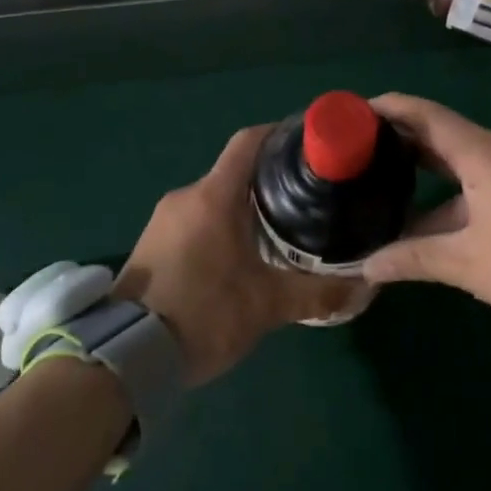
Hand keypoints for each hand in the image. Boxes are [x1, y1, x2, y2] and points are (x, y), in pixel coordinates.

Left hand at [112, 125, 362, 385]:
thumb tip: (364, 286)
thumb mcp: (267, 306)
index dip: (281, 134)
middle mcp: (186, 197)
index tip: (311, 145)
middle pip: (235, 172)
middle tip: (310, 199)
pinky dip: (224, 226)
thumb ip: (317, 293)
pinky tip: (245, 255)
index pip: (249, 142)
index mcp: (213, 197)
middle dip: (272, 181)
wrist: (126, 355)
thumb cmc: (203, 315)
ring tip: (284, 229)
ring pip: (215, 199)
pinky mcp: (153, 243)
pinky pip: (197, 220)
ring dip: (247, 208)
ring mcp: (164, 220)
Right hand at [361, 94, 490, 339]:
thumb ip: (414, 258)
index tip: (358, 109)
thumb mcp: (471, 266)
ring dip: (438, 181)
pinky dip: (467, 193)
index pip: (429, 117)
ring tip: (395, 194)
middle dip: (408, 147)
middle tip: (365, 154)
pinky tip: (444, 219)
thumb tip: (365, 267)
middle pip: (450, 138)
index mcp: (489, 155)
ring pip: (474, 164)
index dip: (391, 108)